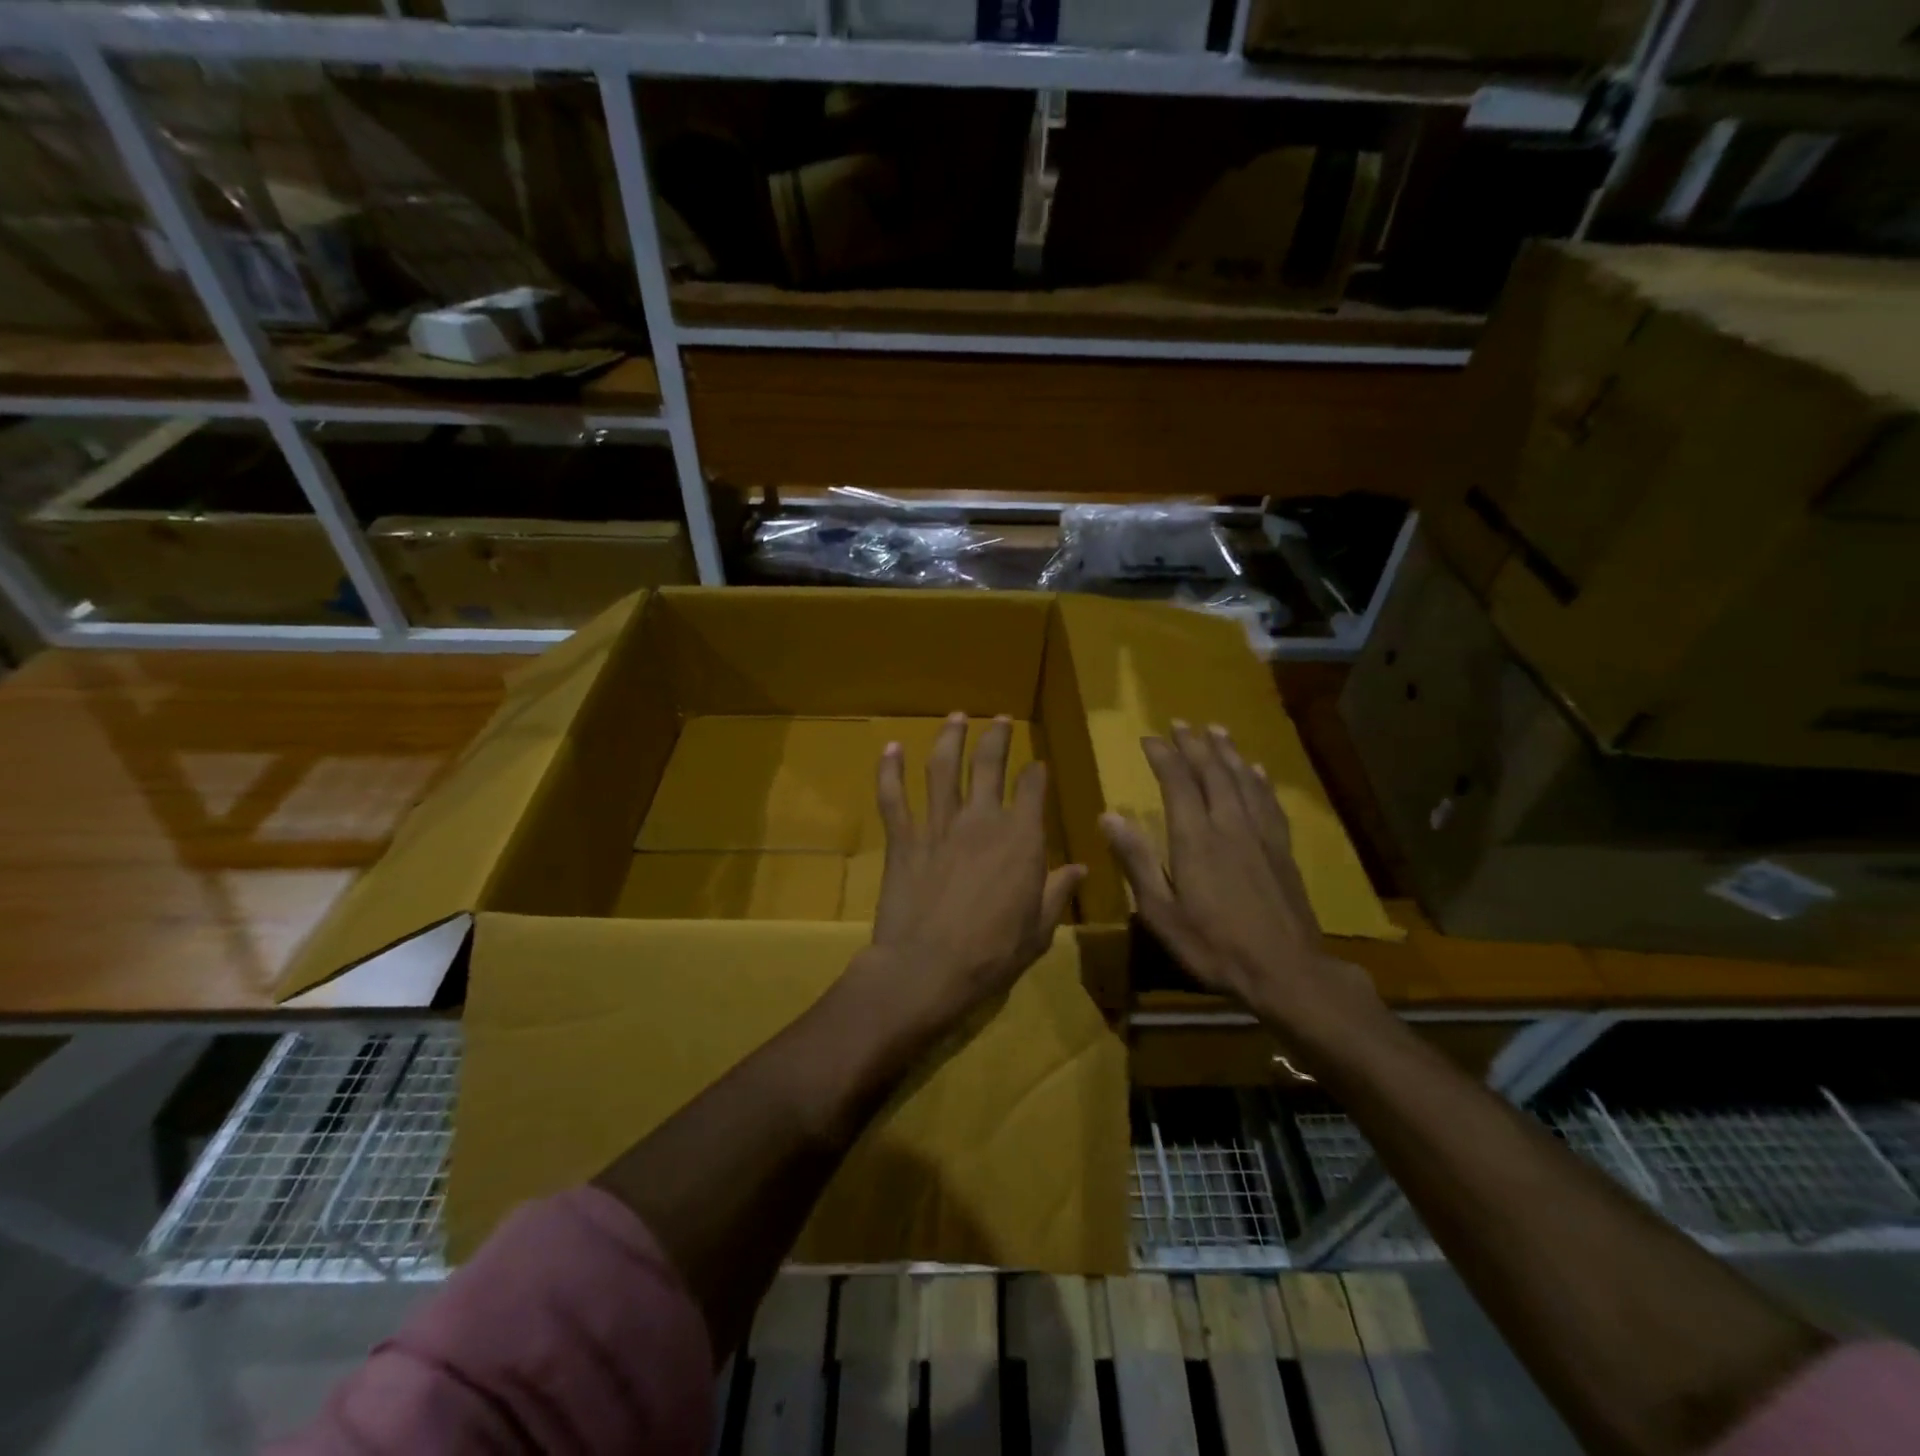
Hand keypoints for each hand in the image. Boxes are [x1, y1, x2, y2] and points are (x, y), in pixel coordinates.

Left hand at [864, 713, 1084, 1028]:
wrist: (927, 969)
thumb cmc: (992, 955)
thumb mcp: (1039, 930)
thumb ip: (1058, 893)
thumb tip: (1081, 868)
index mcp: (1021, 838)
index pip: (1033, 789)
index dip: (1036, 773)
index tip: (1037, 766)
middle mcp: (981, 819)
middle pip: (989, 764)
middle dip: (997, 736)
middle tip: (1000, 719)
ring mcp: (939, 825)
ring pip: (943, 768)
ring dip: (950, 738)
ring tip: (956, 717)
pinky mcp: (904, 839)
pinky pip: (893, 797)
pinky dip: (889, 770)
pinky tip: (891, 747)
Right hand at [1099, 721, 1380, 1038]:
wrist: (1286, 971)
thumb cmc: (1214, 946)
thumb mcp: (1161, 912)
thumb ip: (1136, 861)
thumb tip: (1108, 816)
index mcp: (1195, 839)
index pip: (1178, 783)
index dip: (1164, 756)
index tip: (1149, 737)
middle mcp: (1229, 826)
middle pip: (1212, 773)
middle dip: (1194, 745)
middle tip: (1181, 722)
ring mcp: (1260, 836)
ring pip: (1243, 781)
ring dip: (1227, 753)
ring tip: (1217, 730)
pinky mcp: (1282, 850)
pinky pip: (1269, 803)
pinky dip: (1259, 781)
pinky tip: (1257, 771)